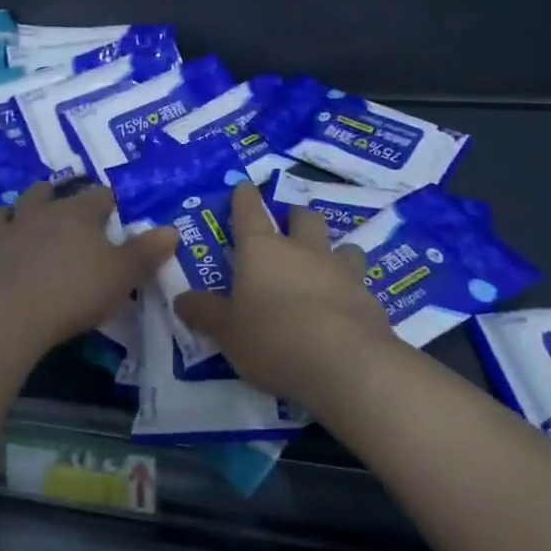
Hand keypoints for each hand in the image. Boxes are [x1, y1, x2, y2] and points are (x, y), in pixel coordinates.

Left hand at [0, 183, 178, 346]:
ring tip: (7, 224)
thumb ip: (146, 252)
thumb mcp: (123, 273)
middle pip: (40, 194)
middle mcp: (36, 218)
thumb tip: (171, 230)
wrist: (14, 315)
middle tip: (55, 202)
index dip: (107, 201)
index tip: (114, 207)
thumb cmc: (76, 289)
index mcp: (75, 214)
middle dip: (47, 194)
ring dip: (1, 218)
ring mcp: (2, 241)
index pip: (97, 196)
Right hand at [173, 180, 392, 406]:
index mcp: (262, 250)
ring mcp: (341, 272)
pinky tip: (345, 310)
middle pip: (303, 218)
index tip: (244, 186)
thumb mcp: (227, 332)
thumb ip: (205, 313)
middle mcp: (303, 251)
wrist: (345, 364)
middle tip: (289, 228)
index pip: (249, 211)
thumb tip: (181, 299)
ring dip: (333, 251)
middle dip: (296, 217)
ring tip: (326, 267)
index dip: (244, 197)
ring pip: (342, 246)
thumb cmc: (273, 339)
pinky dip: (350, 290)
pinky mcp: (369, 299)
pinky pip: (359, 284)